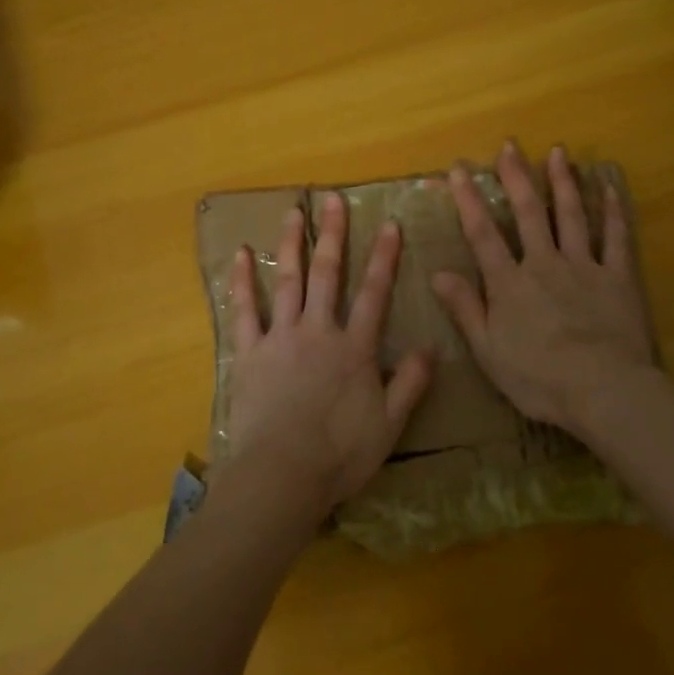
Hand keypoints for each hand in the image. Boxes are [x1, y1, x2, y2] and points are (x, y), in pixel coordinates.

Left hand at [222, 192, 434, 520]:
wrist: (281, 475)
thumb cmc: (339, 455)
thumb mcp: (389, 424)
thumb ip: (411, 383)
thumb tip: (433, 347)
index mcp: (354, 348)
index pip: (374, 293)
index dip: (383, 257)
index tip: (389, 224)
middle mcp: (318, 331)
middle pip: (327, 274)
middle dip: (332, 234)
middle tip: (332, 199)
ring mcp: (280, 338)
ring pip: (287, 281)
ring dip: (291, 244)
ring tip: (292, 212)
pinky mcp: (249, 352)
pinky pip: (244, 310)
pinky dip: (242, 281)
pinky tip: (241, 254)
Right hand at [430, 141, 658, 437]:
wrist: (604, 391)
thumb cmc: (539, 378)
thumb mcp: (489, 351)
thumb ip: (465, 309)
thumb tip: (437, 273)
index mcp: (510, 284)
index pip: (483, 234)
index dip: (469, 200)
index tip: (458, 169)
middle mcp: (544, 264)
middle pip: (529, 213)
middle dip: (516, 177)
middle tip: (509, 145)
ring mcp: (584, 267)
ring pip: (572, 215)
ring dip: (562, 182)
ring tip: (557, 152)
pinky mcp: (618, 278)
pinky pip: (616, 238)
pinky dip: (613, 210)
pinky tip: (609, 187)